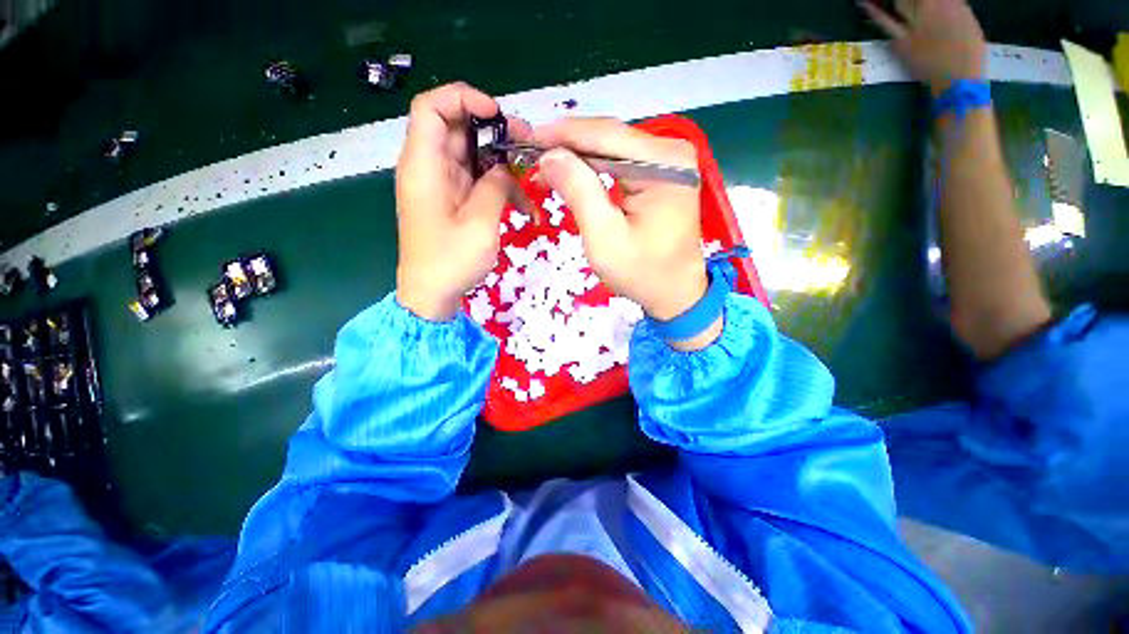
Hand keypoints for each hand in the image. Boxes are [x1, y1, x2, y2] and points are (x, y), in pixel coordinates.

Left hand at [395, 82, 530, 320]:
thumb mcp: (480, 223)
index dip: (463, 98)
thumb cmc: (451, 261)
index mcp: (424, 166)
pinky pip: (474, 178)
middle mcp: (428, 168)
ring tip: (527, 170)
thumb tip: (505, 168)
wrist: (432, 294)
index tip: (497, 114)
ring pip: (469, 153)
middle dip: (492, 129)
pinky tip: (518, 199)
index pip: (431, 107)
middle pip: (456, 127)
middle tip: (524, 143)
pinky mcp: (451, 199)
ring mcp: (440, 184)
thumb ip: (495, 186)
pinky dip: (495, 182)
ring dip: (498, 157)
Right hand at [534, 118, 720, 350]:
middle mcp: (671, 151)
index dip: (562, 134)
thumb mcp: (604, 237)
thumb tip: (550, 155)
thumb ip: (579, 191)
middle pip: (609, 137)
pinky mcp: (662, 173)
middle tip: (531, 157)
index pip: (604, 135)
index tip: (527, 139)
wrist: (675, 293)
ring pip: (612, 148)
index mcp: (663, 163)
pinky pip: (620, 162)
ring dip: (578, 157)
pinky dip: (593, 168)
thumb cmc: (641, 272)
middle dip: (568, 146)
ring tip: (546, 167)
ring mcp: (668, 160)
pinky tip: (572, 174)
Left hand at [860, 0, 986, 96]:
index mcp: (950, 3)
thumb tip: (940, 0)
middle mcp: (932, 9)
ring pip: (899, 1)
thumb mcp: (966, 20)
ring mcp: (915, 25)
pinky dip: (872, 11)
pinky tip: (862, 2)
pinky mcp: (901, 42)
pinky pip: (885, 23)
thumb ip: (952, 5)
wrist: (959, 79)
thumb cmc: (967, 51)